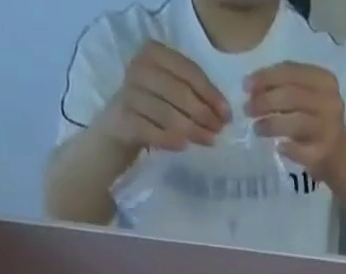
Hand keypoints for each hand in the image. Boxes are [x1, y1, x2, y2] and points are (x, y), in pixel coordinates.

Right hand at [100, 41, 230, 152]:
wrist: (118, 129)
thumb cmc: (151, 110)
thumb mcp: (171, 94)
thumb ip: (193, 95)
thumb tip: (223, 113)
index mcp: (154, 53)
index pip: (189, 71)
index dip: (211, 94)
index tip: (227, 116)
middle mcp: (140, 67)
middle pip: (180, 92)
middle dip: (203, 114)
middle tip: (218, 131)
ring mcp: (130, 93)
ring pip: (168, 113)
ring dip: (192, 130)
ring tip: (209, 141)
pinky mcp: (125, 119)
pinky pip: (153, 131)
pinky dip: (170, 140)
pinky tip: (184, 147)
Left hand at [244, 62, 345, 171]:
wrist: (340, 156)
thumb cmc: (318, 122)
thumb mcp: (308, 95)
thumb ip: (287, 87)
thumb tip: (253, 87)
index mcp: (325, 80)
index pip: (291, 72)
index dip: (266, 77)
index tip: (246, 86)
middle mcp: (329, 102)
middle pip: (290, 96)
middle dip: (264, 101)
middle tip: (248, 109)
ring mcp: (327, 129)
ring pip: (294, 122)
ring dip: (271, 125)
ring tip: (257, 128)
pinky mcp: (323, 154)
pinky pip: (299, 150)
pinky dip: (286, 148)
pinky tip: (278, 147)